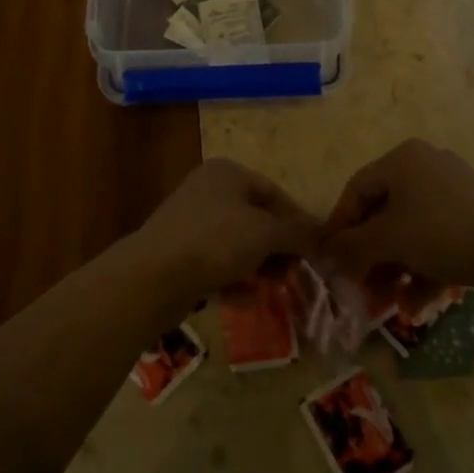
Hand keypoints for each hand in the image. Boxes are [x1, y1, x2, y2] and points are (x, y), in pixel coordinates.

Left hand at [136, 158, 320, 299]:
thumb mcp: (264, 233)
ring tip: (277, 287)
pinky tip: (248, 299)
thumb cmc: (216, 241)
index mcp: (227, 173)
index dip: (297, 219)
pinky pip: (217, 264)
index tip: (315, 248)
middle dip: (278, 246)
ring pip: (236, 242)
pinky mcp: (179, 254)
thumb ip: (295, 232)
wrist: (153, 276)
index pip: (273, 191)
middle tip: (296, 272)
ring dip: (259, 264)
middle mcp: (208, 190)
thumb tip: (320, 233)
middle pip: (255, 217)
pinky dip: (234, 279)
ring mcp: (191, 222)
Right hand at [320, 140, 473, 299]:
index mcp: (402, 158)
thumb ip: (352, 246)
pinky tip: (418, 301)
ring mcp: (452, 188)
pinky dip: (423, 265)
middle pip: (384, 212)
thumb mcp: (389, 240)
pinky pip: (435, 236)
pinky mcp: (472, 213)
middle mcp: (425, 164)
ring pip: (410, 228)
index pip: (356, 189)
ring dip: (395, 266)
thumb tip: (325, 255)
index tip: (330, 259)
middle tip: (361, 286)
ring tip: (390, 301)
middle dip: (370, 254)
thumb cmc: (441, 234)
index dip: (339, 225)